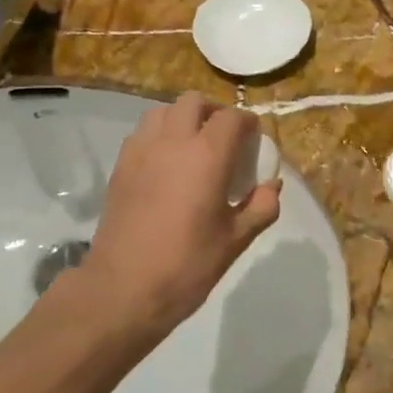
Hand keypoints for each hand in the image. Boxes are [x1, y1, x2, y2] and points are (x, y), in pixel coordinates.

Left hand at [86, 93, 281, 333]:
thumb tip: (272, 186)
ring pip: (163, 111)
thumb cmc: (186, 265)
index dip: (248, 123)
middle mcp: (173, 141)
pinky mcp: (120, 166)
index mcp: (207, 155)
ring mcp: (141, 151)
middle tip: (225, 139)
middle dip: (214, 112)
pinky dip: (159, 135)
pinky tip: (166, 164)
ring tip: (193, 146)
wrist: (123, 290)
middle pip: (194, 102)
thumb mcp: (236, 240)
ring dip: (182, 118)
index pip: (232, 117)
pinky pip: (143, 133)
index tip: (254, 141)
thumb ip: (261, 207)